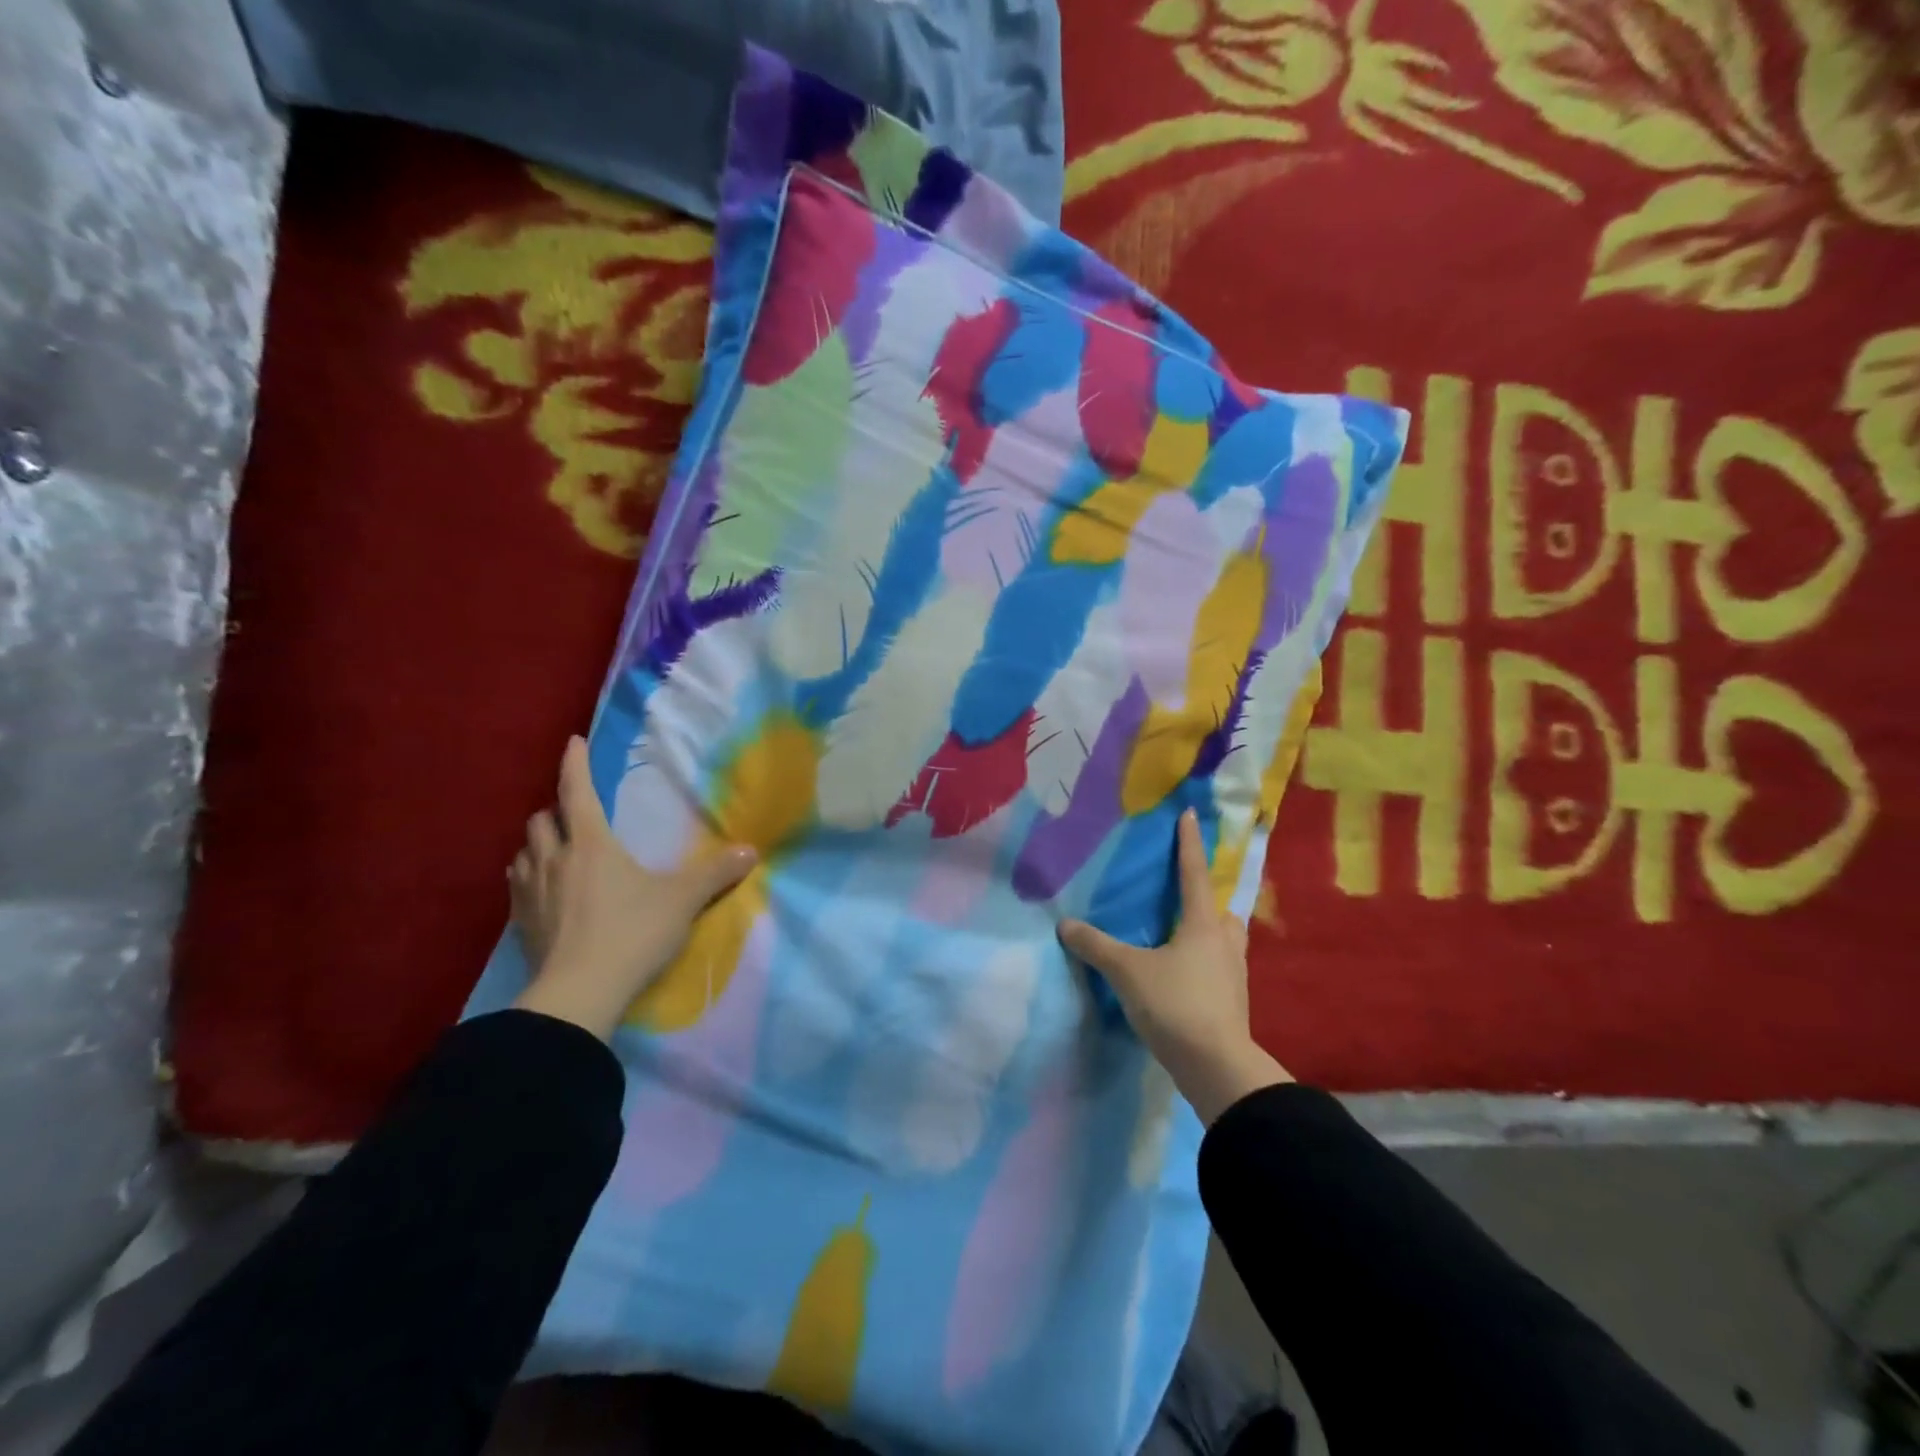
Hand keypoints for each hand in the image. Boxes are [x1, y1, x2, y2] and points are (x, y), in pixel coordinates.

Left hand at [510, 737, 756, 1039]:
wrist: (579, 995)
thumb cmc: (632, 934)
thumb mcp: (682, 901)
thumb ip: (716, 874)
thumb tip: (752, 851)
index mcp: (591, 844)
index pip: (576, 792)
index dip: (574, 764)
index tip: (573, 742)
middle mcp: (554, 860)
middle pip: (541, 820)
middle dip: (555, 811)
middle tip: (574, 814)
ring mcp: (530, 894)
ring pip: (523, 853)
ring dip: (539, 845)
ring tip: (556, 851)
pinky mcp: (520, 925)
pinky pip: (517, 888)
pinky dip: (529, 878)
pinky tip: (543, 893)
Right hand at [1058, 809, 1291, 1122]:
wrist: (1216, 1067)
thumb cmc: (1175, 1004)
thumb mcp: (1127, 971)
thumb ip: (1096, 946)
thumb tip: (1065, 924)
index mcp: (1204, 925)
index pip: (1194, 874)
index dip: (1189, 843)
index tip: (1189, 814)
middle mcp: (1225, 944)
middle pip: (1223, 910)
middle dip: (1209, 900)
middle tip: (1186, 898)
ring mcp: (1234, 976)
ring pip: (1227, 942)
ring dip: (1211, 933)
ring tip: (1184, 937)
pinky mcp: (1233, 1004)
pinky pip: (1220, 969)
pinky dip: (1205, 963)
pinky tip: (1185, 975)